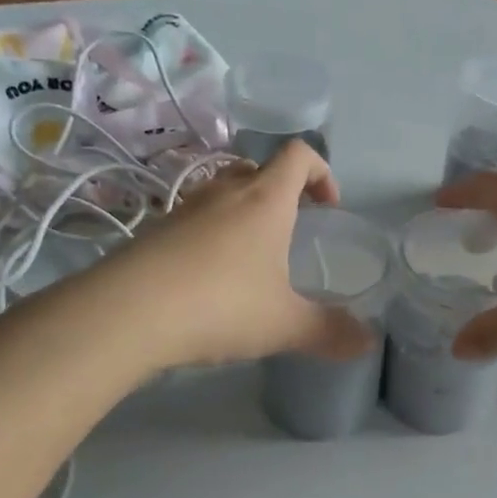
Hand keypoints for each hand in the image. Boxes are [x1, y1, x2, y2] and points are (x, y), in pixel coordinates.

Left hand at [99, 141, 376, 369]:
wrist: (128, 312)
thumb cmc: (221, 305)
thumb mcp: (284, 324)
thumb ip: (329, 332)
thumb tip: (368, 342)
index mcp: (264, 200)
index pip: (298, 155)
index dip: (321, 172)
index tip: (329, 206)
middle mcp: (223, 192)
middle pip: (257, 168)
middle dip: (280, 191)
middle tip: (290, 228)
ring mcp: (183, 208)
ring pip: (220, 192)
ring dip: (241, 211)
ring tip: (249, 256)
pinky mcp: (153, 231)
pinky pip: (192, 219)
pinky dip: (208, 234)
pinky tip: (207, 277)